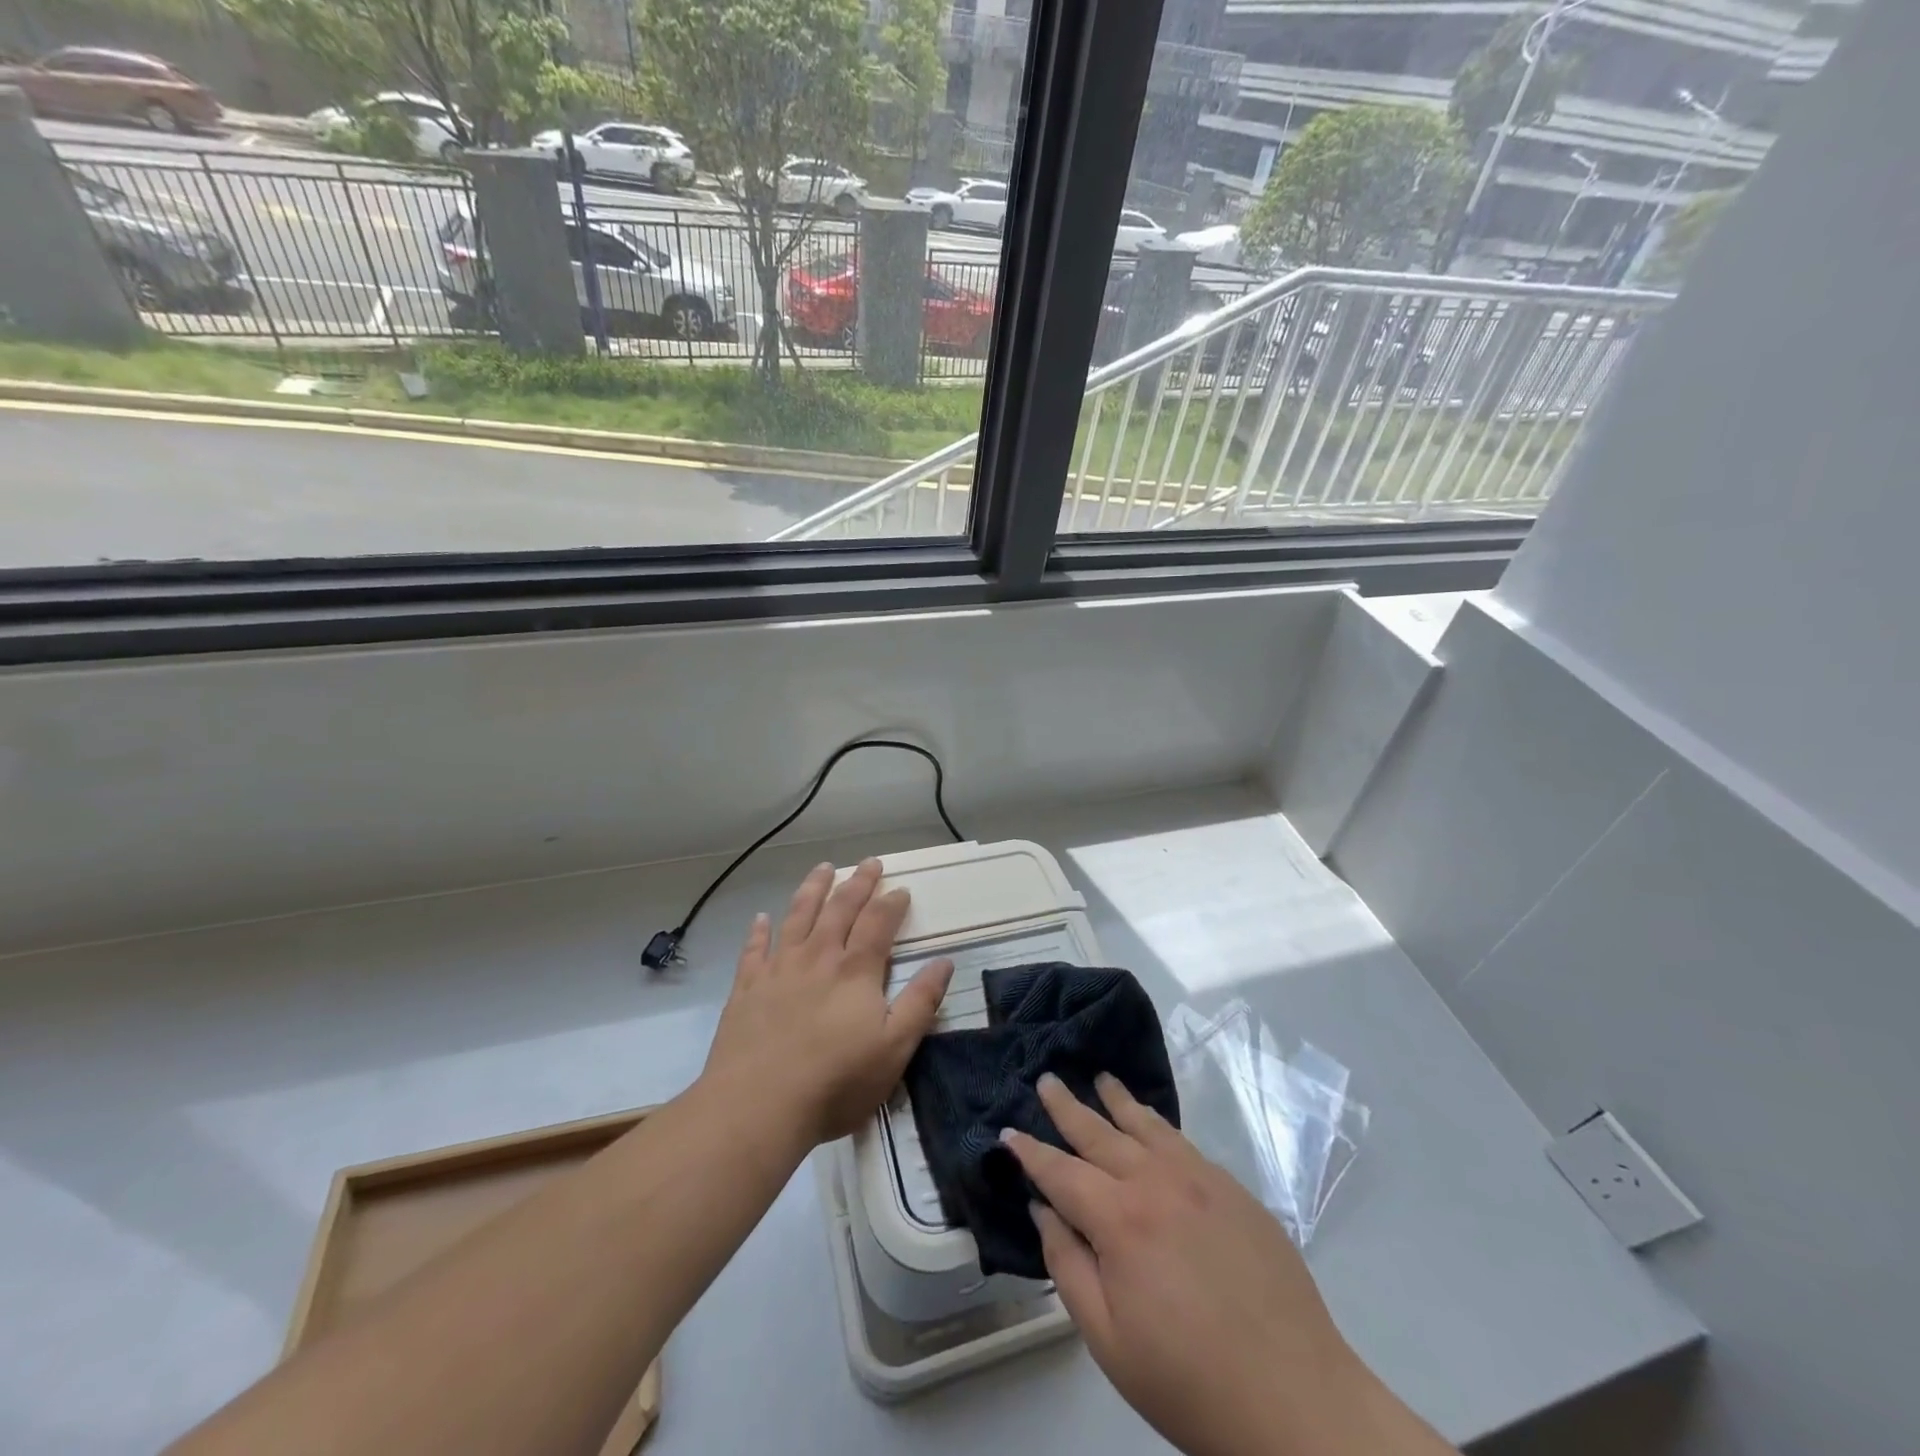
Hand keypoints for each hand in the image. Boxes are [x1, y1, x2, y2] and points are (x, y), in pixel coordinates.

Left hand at [704, 859, 953, 1147]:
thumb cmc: (836, 1081)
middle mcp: (818, 957)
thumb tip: (944, 962)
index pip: (878, 923)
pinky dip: (759, 931)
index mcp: (856, 970)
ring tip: (823, 868)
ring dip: (812, 889)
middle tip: (870, 863)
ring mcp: (778, 969)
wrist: (757, 1106)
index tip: (902, 889)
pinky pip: (754, 949)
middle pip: (840, 909)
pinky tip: (761, 918)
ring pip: (798, 916)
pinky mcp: (747, 988)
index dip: (892, 904)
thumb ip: (921, 1002)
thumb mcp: (894, 1048)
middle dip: (858, 883)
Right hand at [1005, 1075, 1450, 1455]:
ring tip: (1100, 1079)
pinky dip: (1158, 1124)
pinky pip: (1183, 1142)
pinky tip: (1152, 1123)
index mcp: (1119, 1220)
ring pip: (1146, 1125)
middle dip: (1067, 1106)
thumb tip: (1043, 1210)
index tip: (1008, 1131)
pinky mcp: (1233, 1190)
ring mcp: (1200, 1180)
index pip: (1061, 1172)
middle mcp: (1156, 1182)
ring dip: (1117, 1100)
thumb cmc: (1189, 1382)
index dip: (1030, 1152)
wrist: (1297, 1401)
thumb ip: (1068, 1266)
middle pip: (1099, 1133)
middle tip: (1046, 1079)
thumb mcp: (1108, 1340)